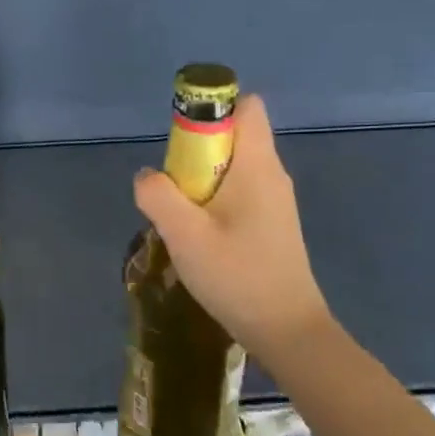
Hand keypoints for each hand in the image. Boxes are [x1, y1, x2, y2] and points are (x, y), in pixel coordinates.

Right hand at [132, 94, 333, 363]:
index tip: (180, 138)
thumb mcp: (185, 235)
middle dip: (195, 150)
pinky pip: (238, 191)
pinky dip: (214, 201)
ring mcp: (275, 200)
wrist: (287, 330)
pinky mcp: (272, 223)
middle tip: (173, 187)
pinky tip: (200, 237)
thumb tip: (147, 176)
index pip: (246, 106)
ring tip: (181, 217)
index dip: (212, 108)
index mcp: (257, 165)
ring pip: (232, 167)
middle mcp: (271, 174)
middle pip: (233, 135)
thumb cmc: (238, 276)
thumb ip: (158, 196)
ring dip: (201, 180)